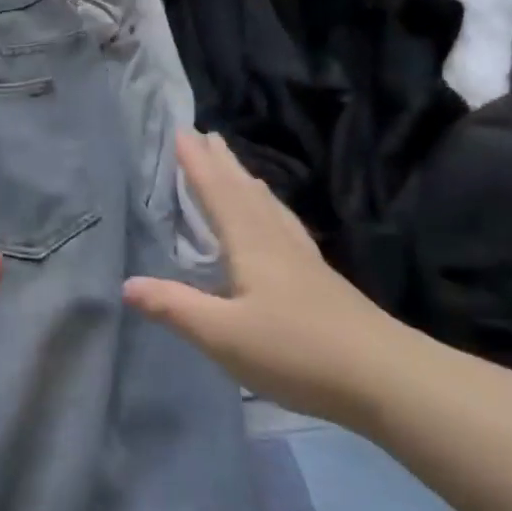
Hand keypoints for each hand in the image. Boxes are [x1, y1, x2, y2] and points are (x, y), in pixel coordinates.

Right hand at [124, 131, 407, 425]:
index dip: (197, 165)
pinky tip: (277, 224)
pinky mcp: (320, 281)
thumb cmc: (296, 351)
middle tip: (206, 134)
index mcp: (252, 246)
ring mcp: (304, 261)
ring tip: (237, 168)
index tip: (181, 132)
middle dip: (222, 164)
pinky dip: (272, 211)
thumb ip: (174, 306)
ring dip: (247, 183)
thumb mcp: (222, 334)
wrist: (385, 378)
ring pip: (270, 209)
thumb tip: (126, 283)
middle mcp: (278, 243)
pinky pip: (285, 227)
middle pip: (246, 193)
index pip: (218, 195)